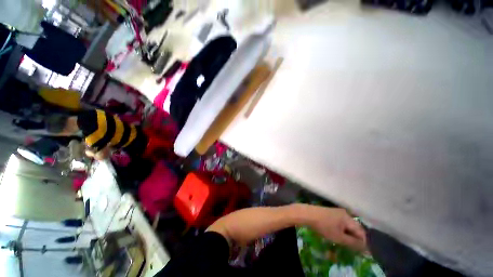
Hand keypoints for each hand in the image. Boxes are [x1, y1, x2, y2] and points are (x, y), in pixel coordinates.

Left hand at [305, 205, 367, 251]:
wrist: (307, 214)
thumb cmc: (324, 226)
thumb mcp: (339, 237)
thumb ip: (353, 243)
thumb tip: (366, 248)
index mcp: (348, 218)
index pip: (362, 232)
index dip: (363, 242)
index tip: (360, 252)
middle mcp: (344, 213)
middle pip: (355, 228)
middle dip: (355, 239)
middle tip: (351, 248)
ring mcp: (337, 212)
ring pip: (347, 226)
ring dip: (348, 235)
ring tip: (343, 242)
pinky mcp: (331, 213)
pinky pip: (341, 223)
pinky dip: (341, 230)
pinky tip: (336, 235)